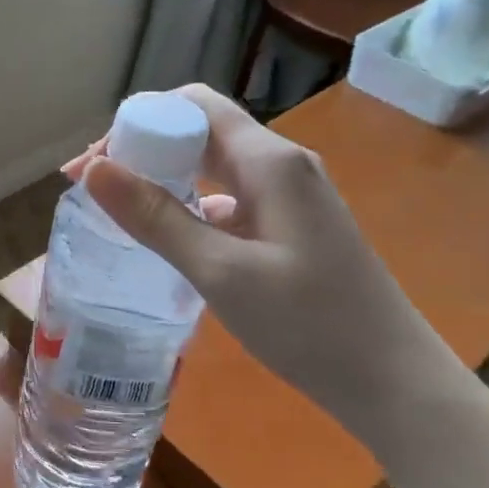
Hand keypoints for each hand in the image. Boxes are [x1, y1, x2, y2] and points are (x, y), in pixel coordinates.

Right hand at [68, 84, 455, 429]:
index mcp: (269, 161)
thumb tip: (94, 169)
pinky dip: (191, 204)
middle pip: (201, 131)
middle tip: (94, 186)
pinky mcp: (291, 225)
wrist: (394, 383)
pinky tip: (168, 236)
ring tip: (118, 209)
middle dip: (143, 148)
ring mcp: (290, 195)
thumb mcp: (220, 271)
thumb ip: (155, 217)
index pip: (194, 104)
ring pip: (213, 165)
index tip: (95, 162)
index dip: (138, 120)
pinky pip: (230, 196)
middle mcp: (281, 164)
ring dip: (164, 177)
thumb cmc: (308, 324)